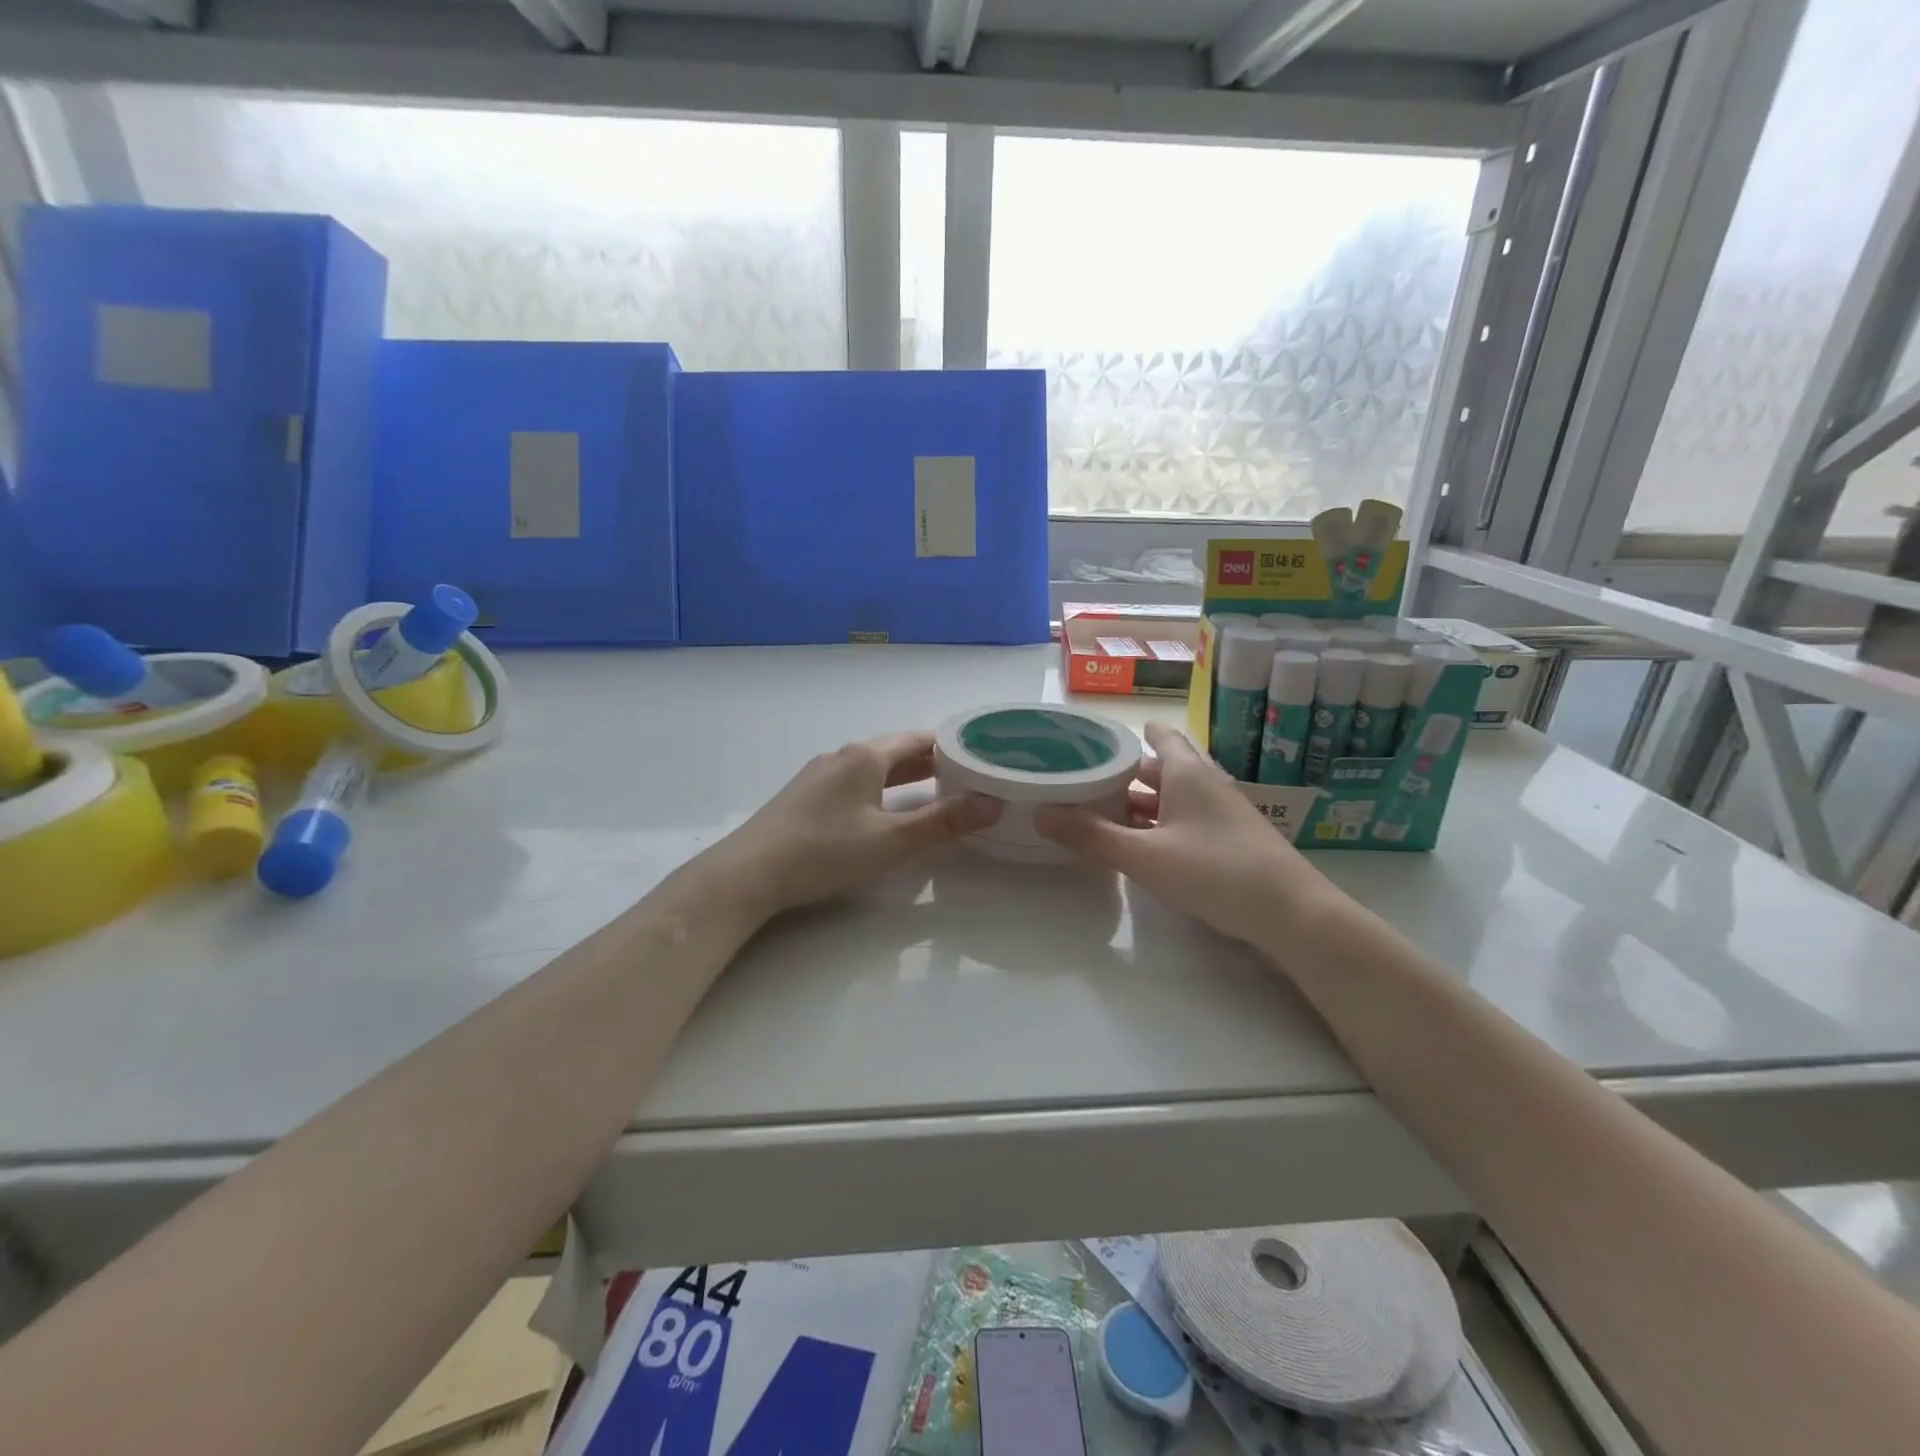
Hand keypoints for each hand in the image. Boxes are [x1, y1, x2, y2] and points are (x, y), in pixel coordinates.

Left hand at [705, 732, 999, 921]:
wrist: (748, 874)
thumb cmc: (825, 852)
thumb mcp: (892, 841)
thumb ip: (943, 823)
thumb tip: (992, 804)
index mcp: (866, 757)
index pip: (918, 740)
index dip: (951, 746)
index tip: (980, 756)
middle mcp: (842, 756)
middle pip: (896, 751)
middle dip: (931, 762)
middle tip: (967, 776)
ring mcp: (819, 775)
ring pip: (873, 768)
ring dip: (905, 776)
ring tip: (934, 791)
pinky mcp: (805, 797)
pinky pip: (854, 782)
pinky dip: (881, 788)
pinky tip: (884, 810)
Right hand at [1034, 721, 1331, 951]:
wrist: (1293, 916)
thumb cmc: (1215, 871)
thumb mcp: (1144, 856)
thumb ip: (1092, 836)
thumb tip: (1041, 812)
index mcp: (1188, 773)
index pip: (1159, 737)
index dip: (1129, 735)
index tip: (1095, 741)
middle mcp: (1206, 786)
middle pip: (1160, 770)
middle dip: (1124, 775)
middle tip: (1083, 782)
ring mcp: (1221, 815)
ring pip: (1172, 799)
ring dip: (1140, 805)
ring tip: (1100, 815)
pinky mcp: (1229, 843)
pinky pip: (1184, 823)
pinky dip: (1158, 827)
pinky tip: (1140, 847)